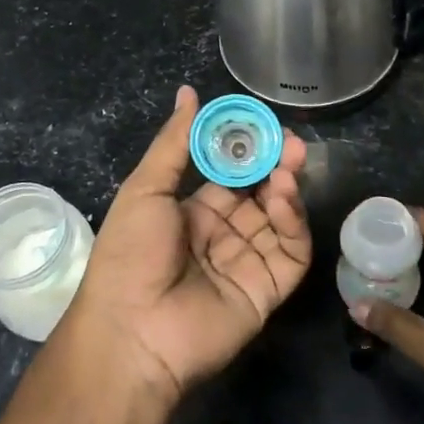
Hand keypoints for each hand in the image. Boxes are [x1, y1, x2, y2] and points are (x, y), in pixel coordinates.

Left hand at [64, 86, 310, 406]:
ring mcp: (246, 262)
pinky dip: (293, 222)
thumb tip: (189, 92)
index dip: (246, 149)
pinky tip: (284, 196)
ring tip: (290, 163)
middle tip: (291, 142)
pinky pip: (290, 252)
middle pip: (260, 193)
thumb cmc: (130, 253)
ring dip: (286, 189)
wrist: (131, 331)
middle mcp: (222, 235)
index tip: (261, 123)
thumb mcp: (146, 189)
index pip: (230, 174)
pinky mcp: (267, 289)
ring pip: (279, 219)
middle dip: (275, 165)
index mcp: (192, 212)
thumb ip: (175, 142)